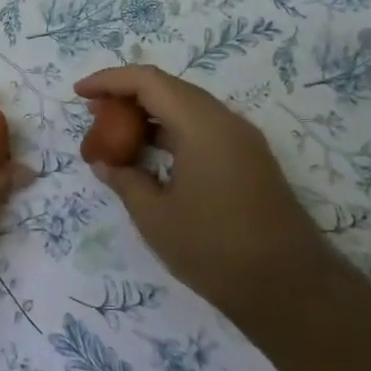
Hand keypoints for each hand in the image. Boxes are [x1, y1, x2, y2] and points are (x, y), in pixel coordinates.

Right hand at [74, 65, 328, 322]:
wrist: (292, 290)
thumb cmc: (215, 249)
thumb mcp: (155, 216)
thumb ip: (124, 180)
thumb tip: (105, 163)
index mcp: (202, 125)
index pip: (148, 81)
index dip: (109, 80)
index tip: (79, 94)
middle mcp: (226, 122)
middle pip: (169, 88)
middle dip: (127, 95)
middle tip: (93, 113)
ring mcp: (242, 141)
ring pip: (187, 108)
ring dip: (149, 114)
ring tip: (115, 133)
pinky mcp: (250, 161)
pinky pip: (202, 129)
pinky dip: (170, 132)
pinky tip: (150, 155)